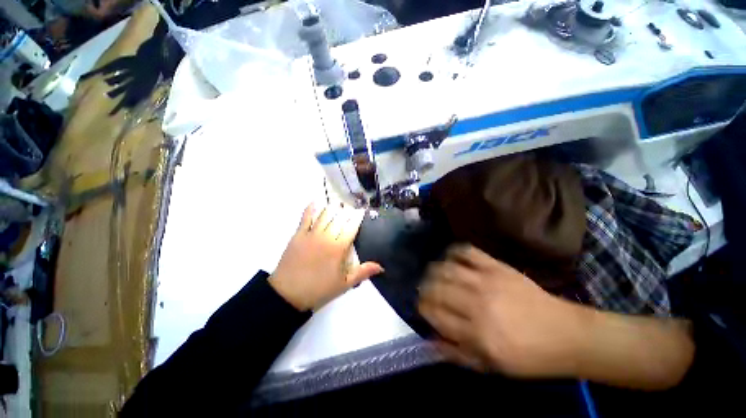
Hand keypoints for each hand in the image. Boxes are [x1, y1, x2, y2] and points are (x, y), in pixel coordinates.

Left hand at [269, 204, 383, 310]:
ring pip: (324, 215)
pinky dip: (311, 209)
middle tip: (351, 207)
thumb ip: (363, 272)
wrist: (288, 294)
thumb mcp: (344, 284)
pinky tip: (315, 202)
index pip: (351, 227)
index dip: (358, 217)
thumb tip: (381, 267)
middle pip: (339, 218)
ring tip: (338, 204)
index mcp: (339, 248)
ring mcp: (311, 234)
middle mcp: (327, 237)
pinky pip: (305, 218)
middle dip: (347, 211)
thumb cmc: (319, 289)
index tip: (362, 211)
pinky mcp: (298, 235)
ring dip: (333, 208)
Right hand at [419, 245, 588, 377]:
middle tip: (425, 290)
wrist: (565, 334)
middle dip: (424, 288)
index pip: (435, 314)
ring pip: (446, 268)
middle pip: (437, 288)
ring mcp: (487, 281)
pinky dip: (454, 252)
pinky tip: (450, 258)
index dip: (422, 309)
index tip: (422, 308)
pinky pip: (467, 252)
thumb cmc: (528, 356)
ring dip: (434, 270)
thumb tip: (429, 339)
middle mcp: (477, 304)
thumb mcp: (491, 366)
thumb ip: (456, 353)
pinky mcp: (497, 266)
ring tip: (433, 274)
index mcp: (477, 333)